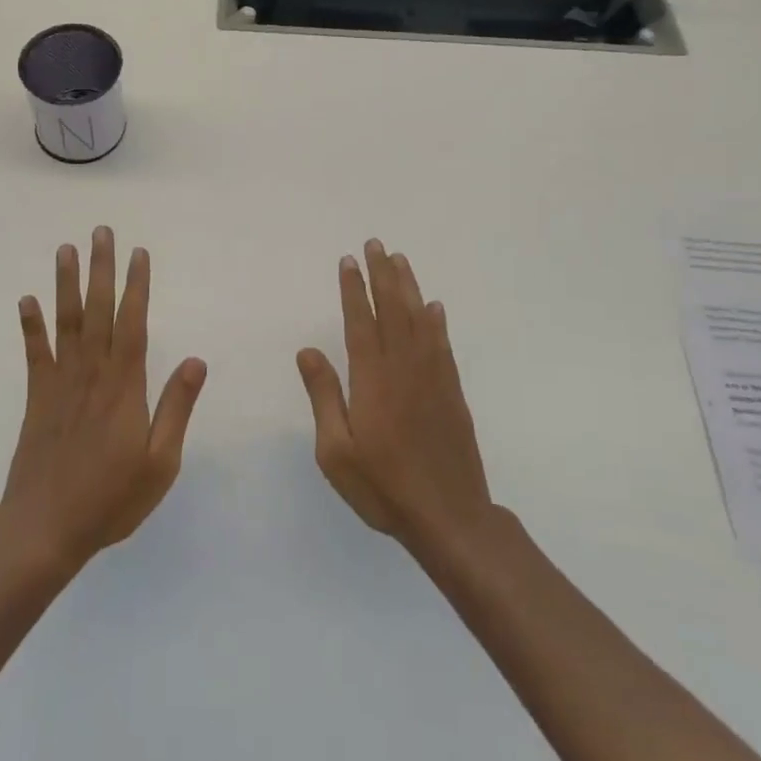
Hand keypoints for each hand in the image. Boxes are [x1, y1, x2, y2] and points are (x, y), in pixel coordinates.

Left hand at [0, 227, 207, 570]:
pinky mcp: (36, 397)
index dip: (137, 285)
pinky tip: (26, 299)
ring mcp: (61, 382)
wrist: (45, 528)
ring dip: (66, 283)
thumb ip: (177, 407)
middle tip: (101, 231)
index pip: (134, 322)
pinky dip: (30, 325)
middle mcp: (92, 373)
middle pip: (98, 310)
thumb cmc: (111, 498)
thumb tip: (198, 360)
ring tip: (66, 249)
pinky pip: (34, 353)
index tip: (139, 253)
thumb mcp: (161, 462)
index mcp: (125, 386)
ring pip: (66, 322)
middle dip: (101, 268)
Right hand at [297, 240, 494, 552]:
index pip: (360, 320)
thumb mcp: (335, 451)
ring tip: (400, 260)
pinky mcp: (452, 391)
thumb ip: (323, 396)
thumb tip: (307, 350)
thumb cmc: (383, 486)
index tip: (348, 260)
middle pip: (392, 309)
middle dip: (381, 274)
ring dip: (408, 286)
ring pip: (419, 319)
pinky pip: (443, 344)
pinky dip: (436, 320)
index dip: (353, 288)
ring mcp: (433, 377)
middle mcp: (404, 367)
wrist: (449, 516)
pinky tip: (434, 306)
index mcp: (372, 378)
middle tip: (375, 244)